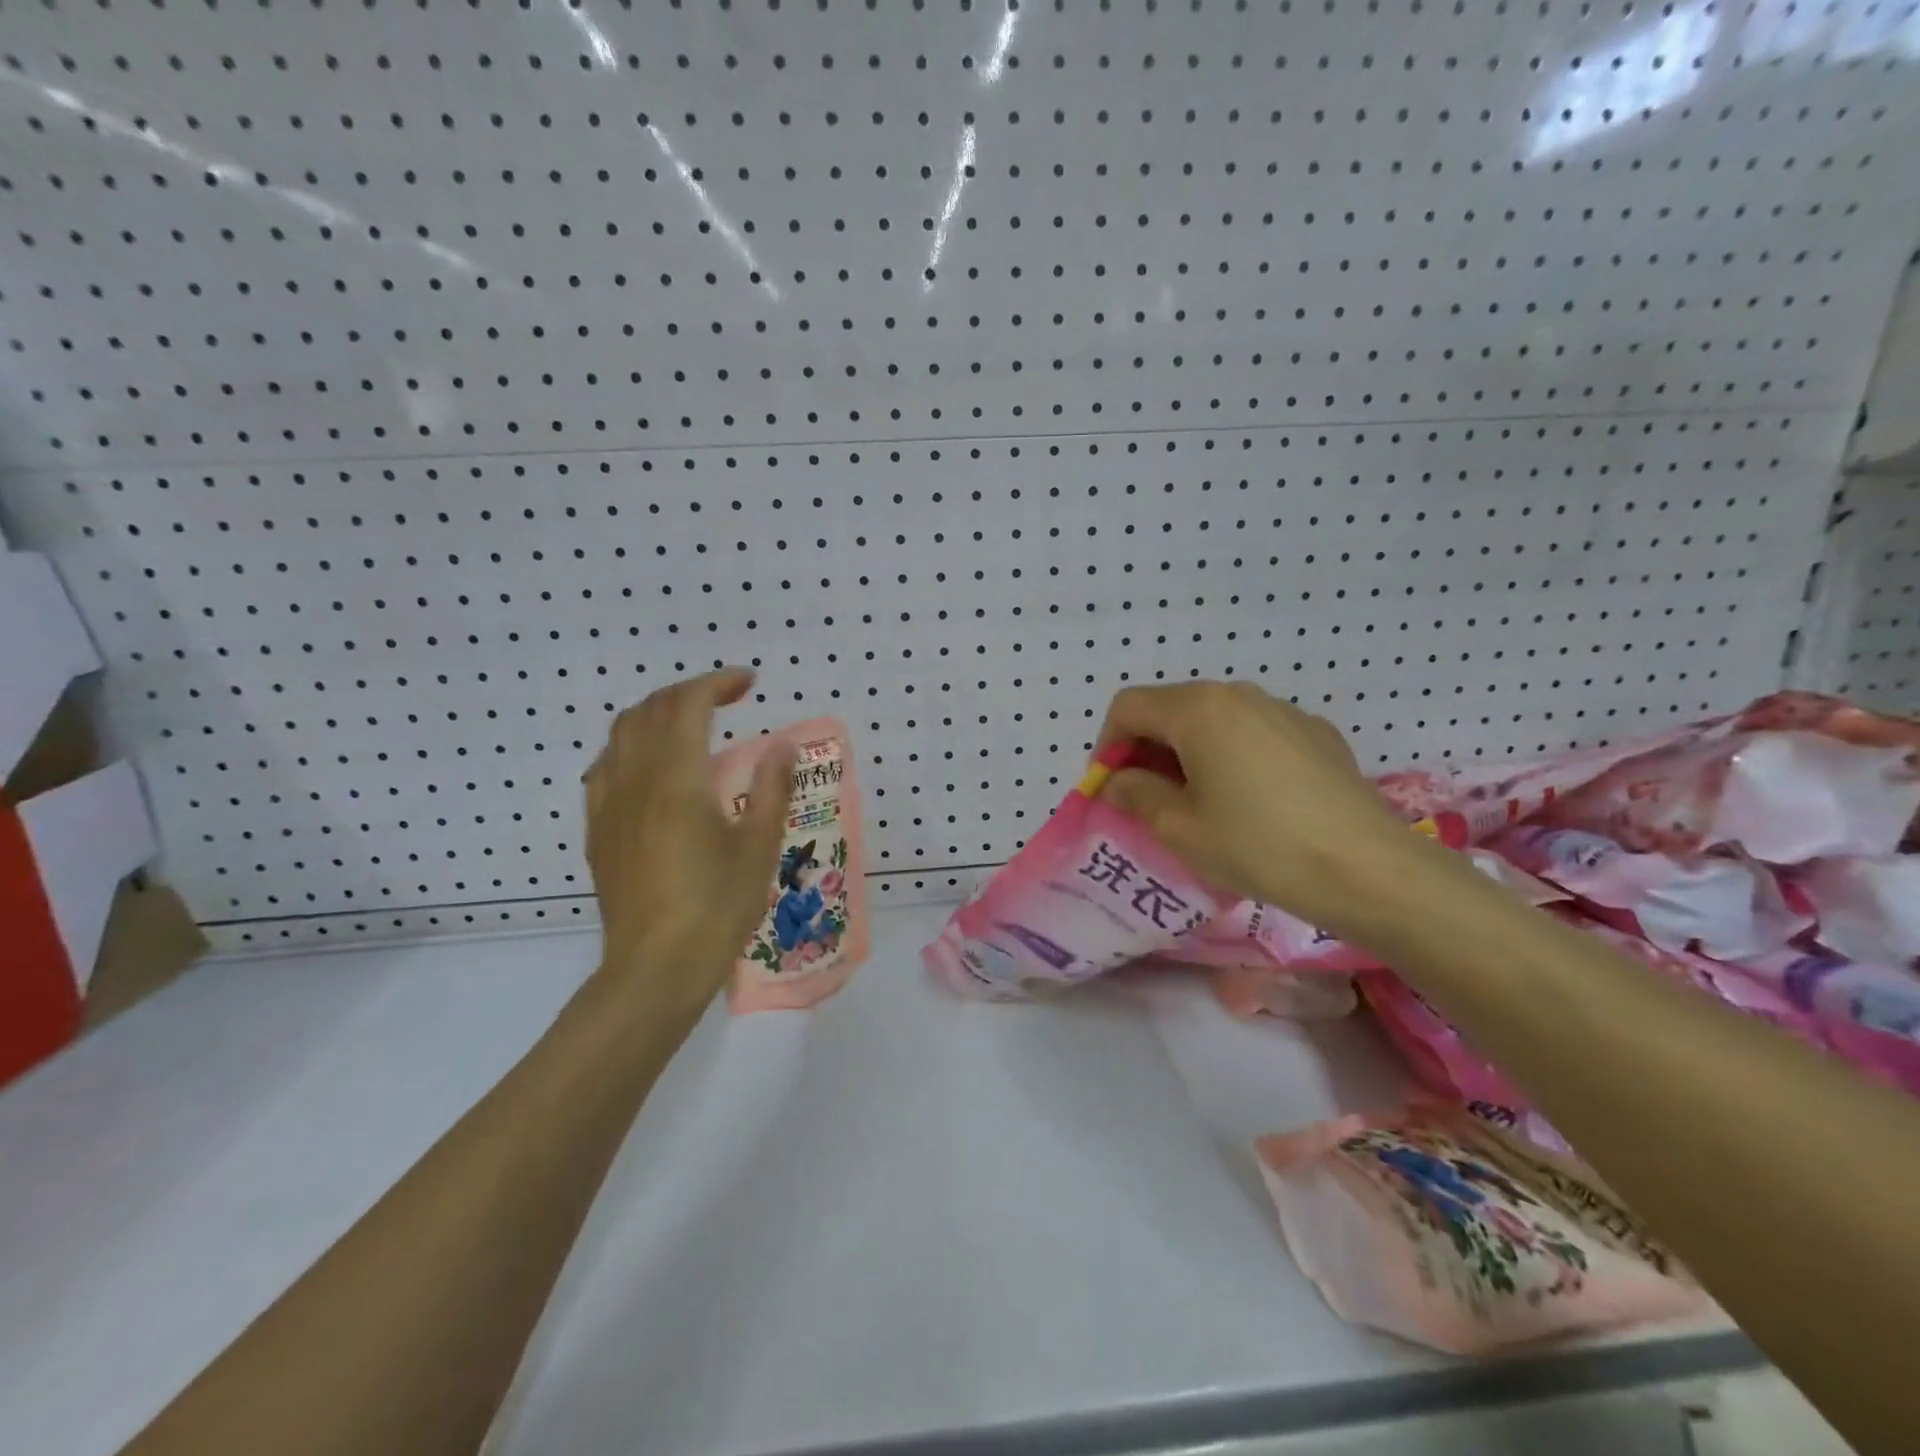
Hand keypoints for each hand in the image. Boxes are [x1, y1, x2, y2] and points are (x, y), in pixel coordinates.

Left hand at [584, 668, 792, 1030]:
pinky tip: (651, 767)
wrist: (655, 968)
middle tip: (727, 698)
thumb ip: (771, 788)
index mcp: (676, 779)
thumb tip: (781, 745)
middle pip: (651, 710)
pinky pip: (605, 766)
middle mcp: (634, 780)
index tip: (749, 683)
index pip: (688, 704)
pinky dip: (631, 746)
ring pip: (621, 733)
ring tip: (690, 723)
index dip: (718, 683)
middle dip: (690, 691)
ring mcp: (609, 805)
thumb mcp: (759, 847)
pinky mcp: (598, 830)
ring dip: (657, 713)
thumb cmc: (716, 908)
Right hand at [1095, 681, 1434, 931]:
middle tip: (1145, 800)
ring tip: (1197, 804)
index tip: (1110, 788)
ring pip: (1214, 721)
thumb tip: (1120, 781)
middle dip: (1147, 750)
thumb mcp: (1180, 828)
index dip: (1107, 745)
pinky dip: (1231, 757)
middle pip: (1171, 709)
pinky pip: (1253, 734)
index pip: (1129, 707)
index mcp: (1199, 709)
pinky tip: (1250, 803)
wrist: (1369, 869)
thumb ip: (1136, 794)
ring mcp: (1283, 711)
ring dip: (1188, 754)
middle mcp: (1239, 695)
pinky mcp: (1316, 734)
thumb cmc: (1259, 846)